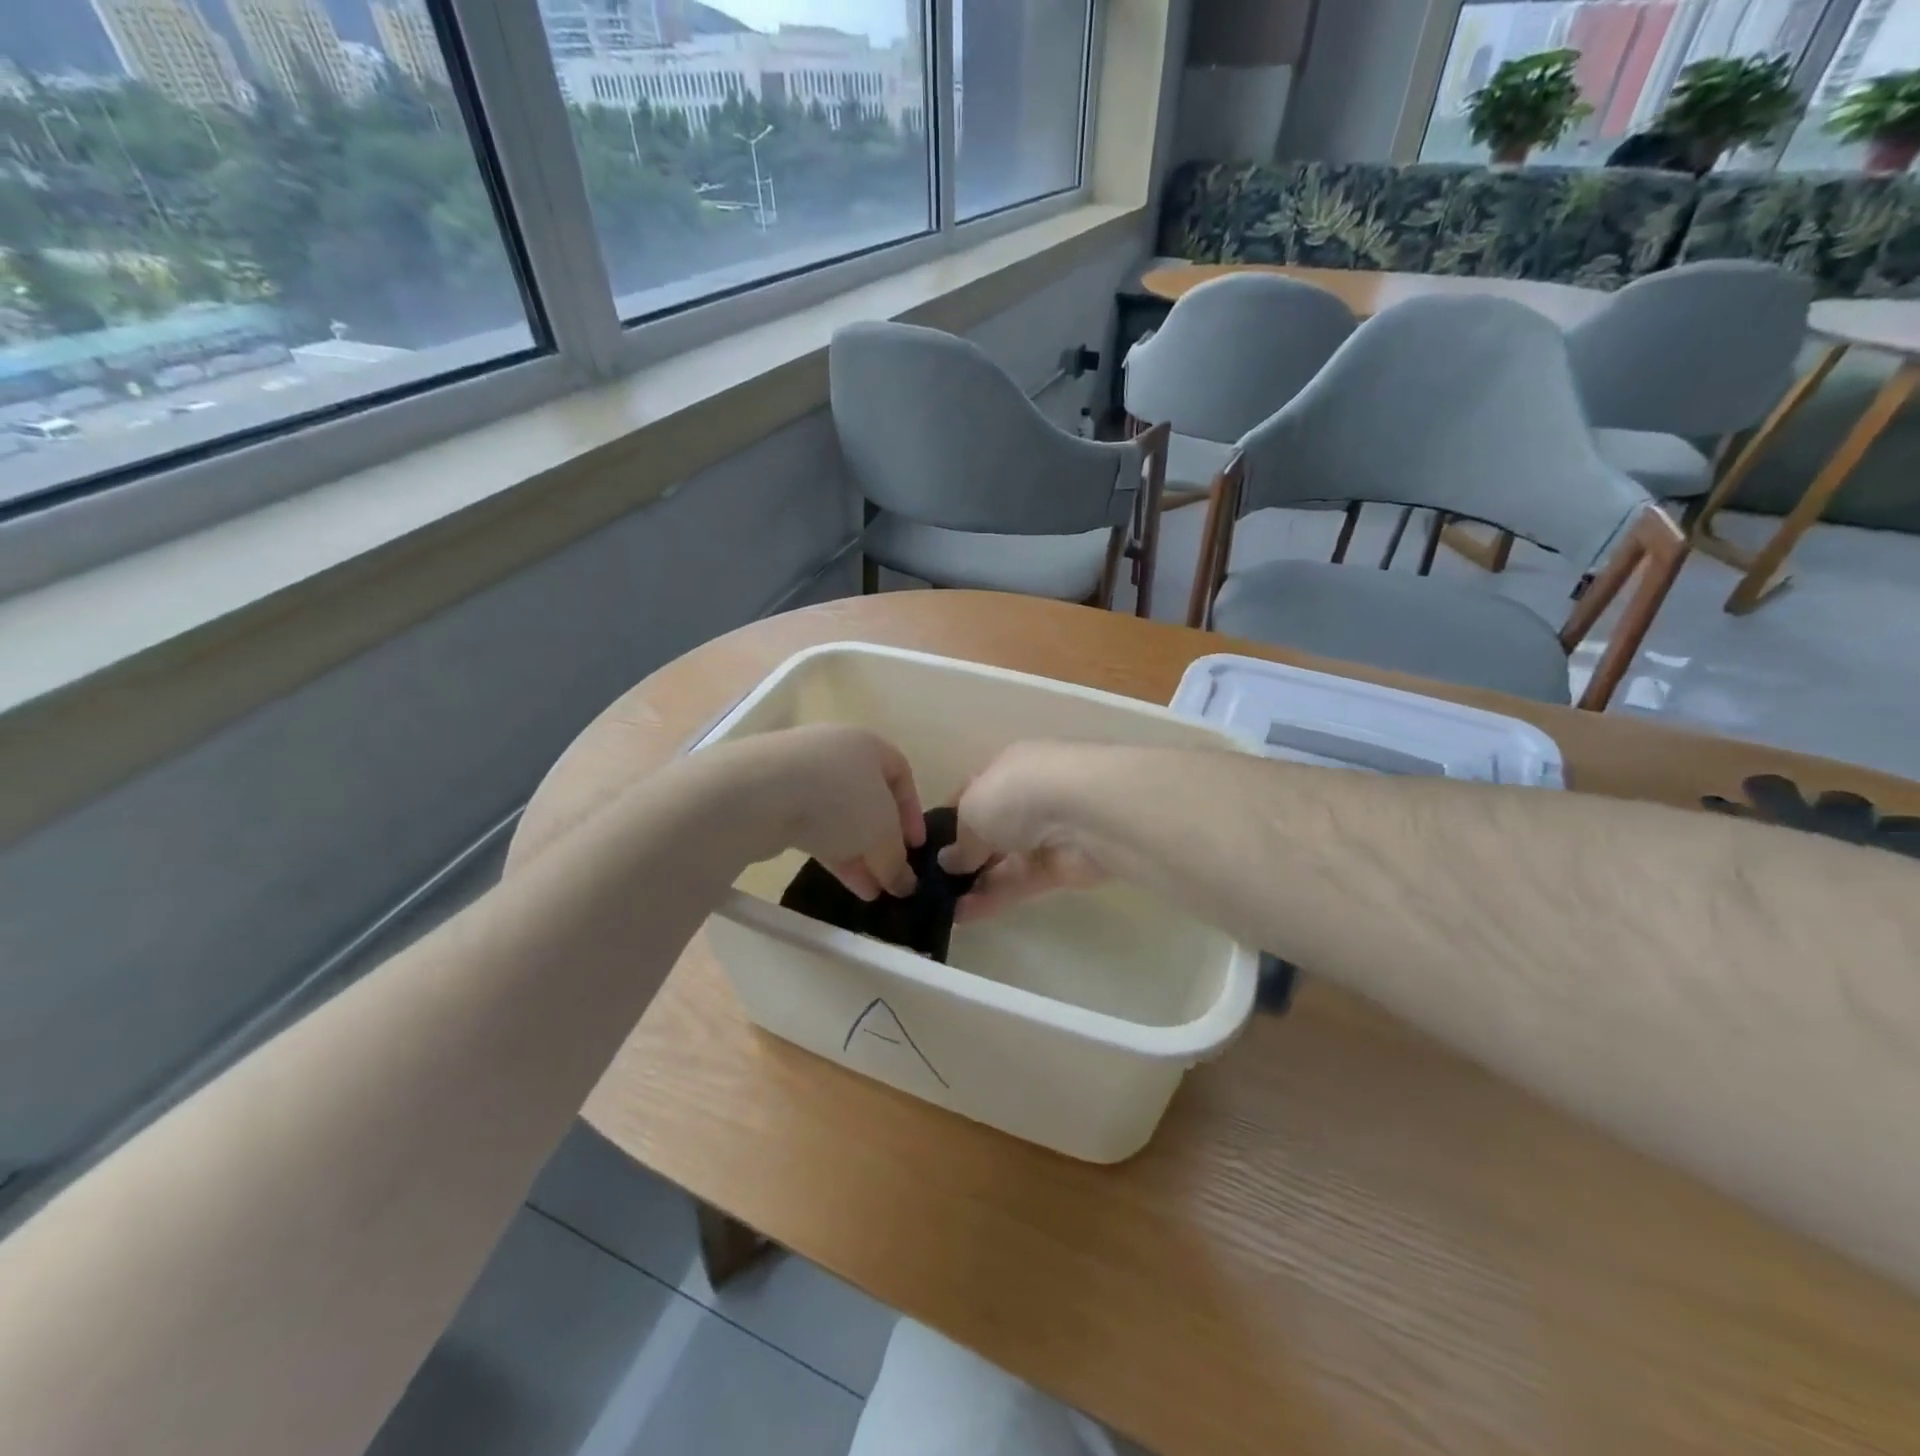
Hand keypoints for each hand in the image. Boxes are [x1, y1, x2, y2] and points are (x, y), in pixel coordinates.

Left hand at [734, 725, 925, 900]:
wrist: (756, 794)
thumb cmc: (838, 799)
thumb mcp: (882, 833)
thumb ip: (896, 860)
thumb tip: (904, 885)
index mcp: (867, 744)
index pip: (901, 775)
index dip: (912, 813)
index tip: (916, 848)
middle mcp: (835, 752)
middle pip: (868, 800)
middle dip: (882, 842)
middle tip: (891, 876)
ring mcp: (799, 773)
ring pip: (839, 817)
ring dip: (858, 854)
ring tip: (870, 892)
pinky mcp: (772, 797)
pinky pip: (812, 826)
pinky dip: (830, 851)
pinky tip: (842, 881)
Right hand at [939, 742, 1109, 919]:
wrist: (1086, 812)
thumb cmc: (1018, 793)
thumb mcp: (972, 810)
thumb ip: (961, 840)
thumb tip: (949, 862)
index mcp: (1007, 768)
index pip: (974, 792)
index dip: (950, 818)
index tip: (927, 846)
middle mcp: (1028, 797)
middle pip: (991, 830)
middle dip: (965, 855)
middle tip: (933, 884)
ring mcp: (1047, 833)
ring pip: (1005, 861)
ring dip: (975, 883)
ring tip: (940, 907)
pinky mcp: (1061, 868)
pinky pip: (1020, 884)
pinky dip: (993, 898)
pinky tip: (962, 916)